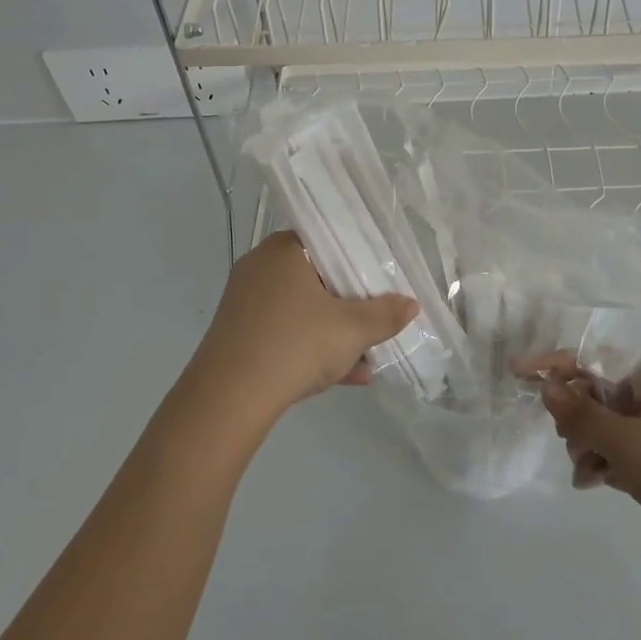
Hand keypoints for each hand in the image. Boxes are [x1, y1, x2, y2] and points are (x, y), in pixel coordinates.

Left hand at [182, 231, 417, 421]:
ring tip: (369, 357)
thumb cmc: (295, 344)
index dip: (359, 257)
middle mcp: (260, 267)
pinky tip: (348, 376)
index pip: (328, 240)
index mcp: (284, 250)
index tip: (382, 276)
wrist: (229, 399)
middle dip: (351, 302)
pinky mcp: (239, 334)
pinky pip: (285, 332)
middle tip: (377, 316)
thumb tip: (412, 304)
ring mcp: (246, 302)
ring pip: (303, 309)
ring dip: (336, 331)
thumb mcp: (352, 330)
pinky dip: (313, 347)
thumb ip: (385, 314)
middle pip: (317, 277)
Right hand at [522, 354, 640, 578]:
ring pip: (598, 424)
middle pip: (592, 391)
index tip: (517, 371)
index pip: (593, 357)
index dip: (554, 363)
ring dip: (584, 444)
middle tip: (568, 437)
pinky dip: (598, 462)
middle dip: (574, 416)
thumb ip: (580, 414)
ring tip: (587, 468)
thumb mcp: (625, 441)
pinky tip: (591, 482)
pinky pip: (611, 450)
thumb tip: (545, 387)